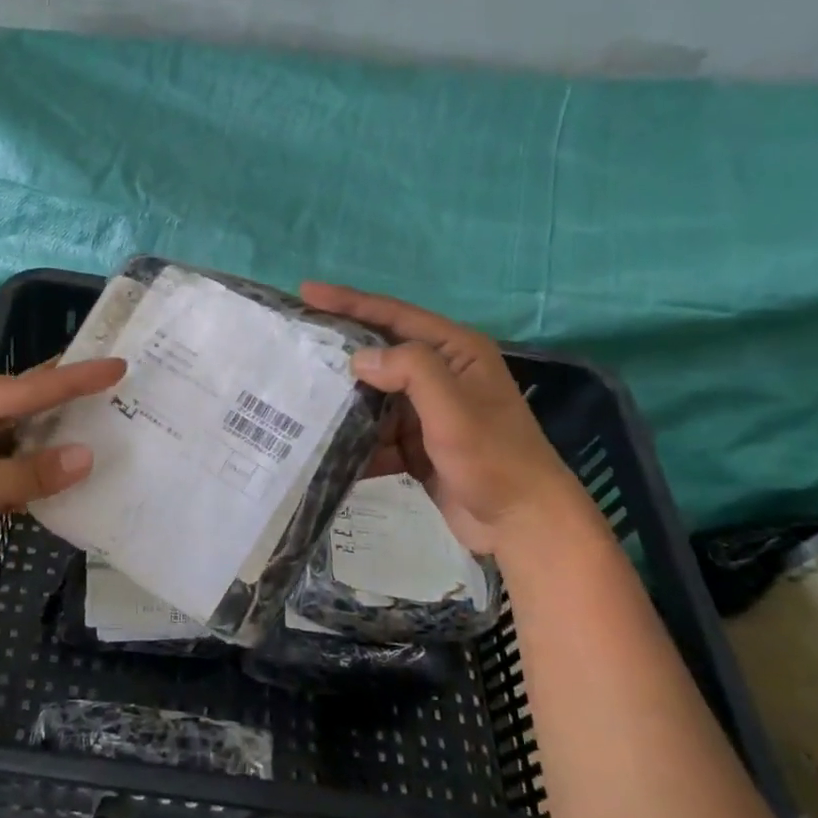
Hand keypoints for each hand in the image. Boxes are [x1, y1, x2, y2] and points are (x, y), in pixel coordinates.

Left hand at [0, 358, 126, 600]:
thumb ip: (26, 474)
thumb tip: (87, 457)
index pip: (25, 389)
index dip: (74, 379)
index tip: (117, 366)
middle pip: (25, 406)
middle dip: (69, 400)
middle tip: (120, 390)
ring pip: (21, 441)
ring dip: (57, 442)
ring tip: (108, 431)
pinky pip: (12, 472)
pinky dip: (38, 476)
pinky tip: (70, 479)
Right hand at [302, 282, 590, 554]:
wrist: (523, 525)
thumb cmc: (493, 457)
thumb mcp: (453, 407)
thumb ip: (410, 371)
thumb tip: (359, 358)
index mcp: (456, 352)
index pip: (394, 315)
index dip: (349, 301)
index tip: (306, 293)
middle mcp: (441, 376)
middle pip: (379, 354)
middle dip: (339, 354)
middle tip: (293, 346)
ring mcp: (427, 413)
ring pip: (372, 398)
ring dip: (342, 404)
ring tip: (298, 401)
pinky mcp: (417, 446)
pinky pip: (376, 436)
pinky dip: (355, 443)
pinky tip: (324, 449)